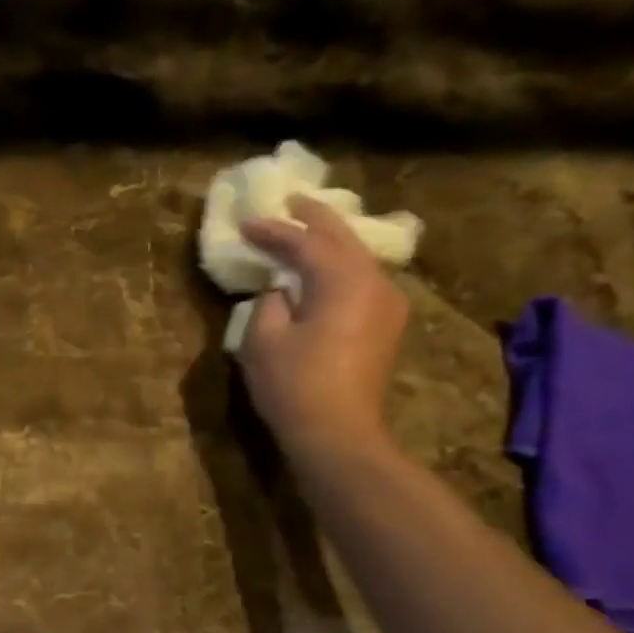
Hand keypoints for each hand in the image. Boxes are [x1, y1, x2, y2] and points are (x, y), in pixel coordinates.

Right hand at [236, 194, 409, 457]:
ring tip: (307, 230)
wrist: (337, 431)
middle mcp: (376, 282)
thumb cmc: (293, 384)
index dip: (273, 231)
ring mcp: (387, 304)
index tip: (245, 223)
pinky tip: (324, 270)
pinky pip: (361, 280)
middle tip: (292, 200)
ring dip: (330, 242)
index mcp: (344, 280)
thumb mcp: (262, 339)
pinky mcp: (385, 326)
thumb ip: (270, 302)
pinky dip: (339, 267)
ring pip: (357, 258)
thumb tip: (282, 290)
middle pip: (344, 239)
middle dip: (314, 219)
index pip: (305, 243)